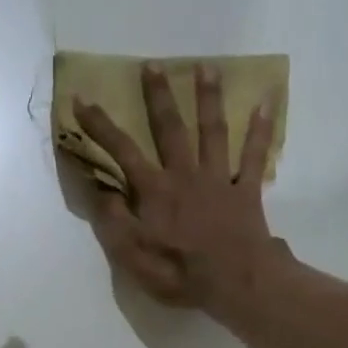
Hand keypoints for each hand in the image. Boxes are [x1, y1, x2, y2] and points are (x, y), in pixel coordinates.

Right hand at [73, 64, 286, 320]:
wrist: (235, 282)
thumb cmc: (179, 273)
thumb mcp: (132, 255)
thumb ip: (113, 219)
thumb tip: (97, 187)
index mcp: (155, 191)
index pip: (122, 151)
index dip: (100, 126)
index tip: (82, 98)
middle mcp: (185, 175)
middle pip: (170, 129)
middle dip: (159, 97)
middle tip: (153, 65)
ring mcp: (219, 180)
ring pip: (212, 132)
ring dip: (208, 99)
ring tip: (207, 67)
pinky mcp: (246, 192)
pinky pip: (254, 157)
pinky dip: (260, 131)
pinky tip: (264, 105)